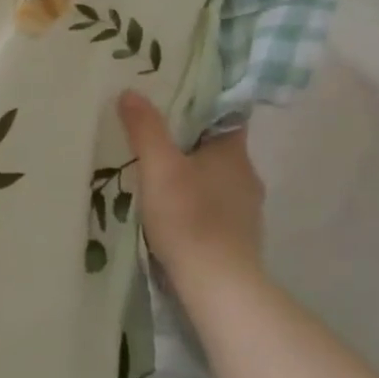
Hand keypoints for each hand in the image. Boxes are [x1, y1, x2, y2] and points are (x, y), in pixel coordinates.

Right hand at [117, 90, 265, 290]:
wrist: (217, 285)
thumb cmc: (189, 217)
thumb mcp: (159, 167)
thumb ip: (145, 129)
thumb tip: (131, 92)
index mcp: (234, 153)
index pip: (226, 115)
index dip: (203, 104)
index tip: (175, 99)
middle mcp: (247, 177)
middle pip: (218, 148)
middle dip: (190, 141)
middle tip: (156, 134)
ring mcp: (246, 210)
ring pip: (217, 179)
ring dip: (193, 174)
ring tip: (159, 173)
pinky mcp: (238, 238)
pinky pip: (216, 207)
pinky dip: (197, 202)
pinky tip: (174, 210)